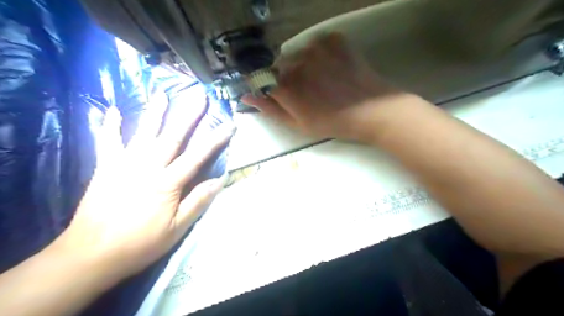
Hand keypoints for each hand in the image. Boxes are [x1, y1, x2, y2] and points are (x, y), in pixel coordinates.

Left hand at [52, 88, 233, 281]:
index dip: (216, 139)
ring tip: (162, 94)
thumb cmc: (140, 243)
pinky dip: (109, 125)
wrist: (91, 255)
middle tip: (198, 96)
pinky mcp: (105, 168)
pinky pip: (107, 142)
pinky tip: (110, 110)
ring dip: (154, 112)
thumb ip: (199, 201)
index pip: (198, 155)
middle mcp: (147, 167)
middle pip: (172, 136)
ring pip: (143, 133)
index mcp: (168, 183)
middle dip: (188, 115)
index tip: (229, 125)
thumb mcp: (178, 228)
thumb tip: (220, 179)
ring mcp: (123, 164)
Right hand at [242, 30, 418, 141]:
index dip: (269, 86)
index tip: (279, 94)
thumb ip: (270, 109)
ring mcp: (316, 48)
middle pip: (280, 65)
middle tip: (307, 92)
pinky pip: (318, 43)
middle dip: (287, 77)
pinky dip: (321, 53)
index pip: (262, 79)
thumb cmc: (333, 123)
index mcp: (285, 87)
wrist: (372, 111)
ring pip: (298, 53)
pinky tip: (333, 67)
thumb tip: (246, 97)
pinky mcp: (334, 40)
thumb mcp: (298, 124)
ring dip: (304, 65)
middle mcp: (296, 62)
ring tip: (323, 80)